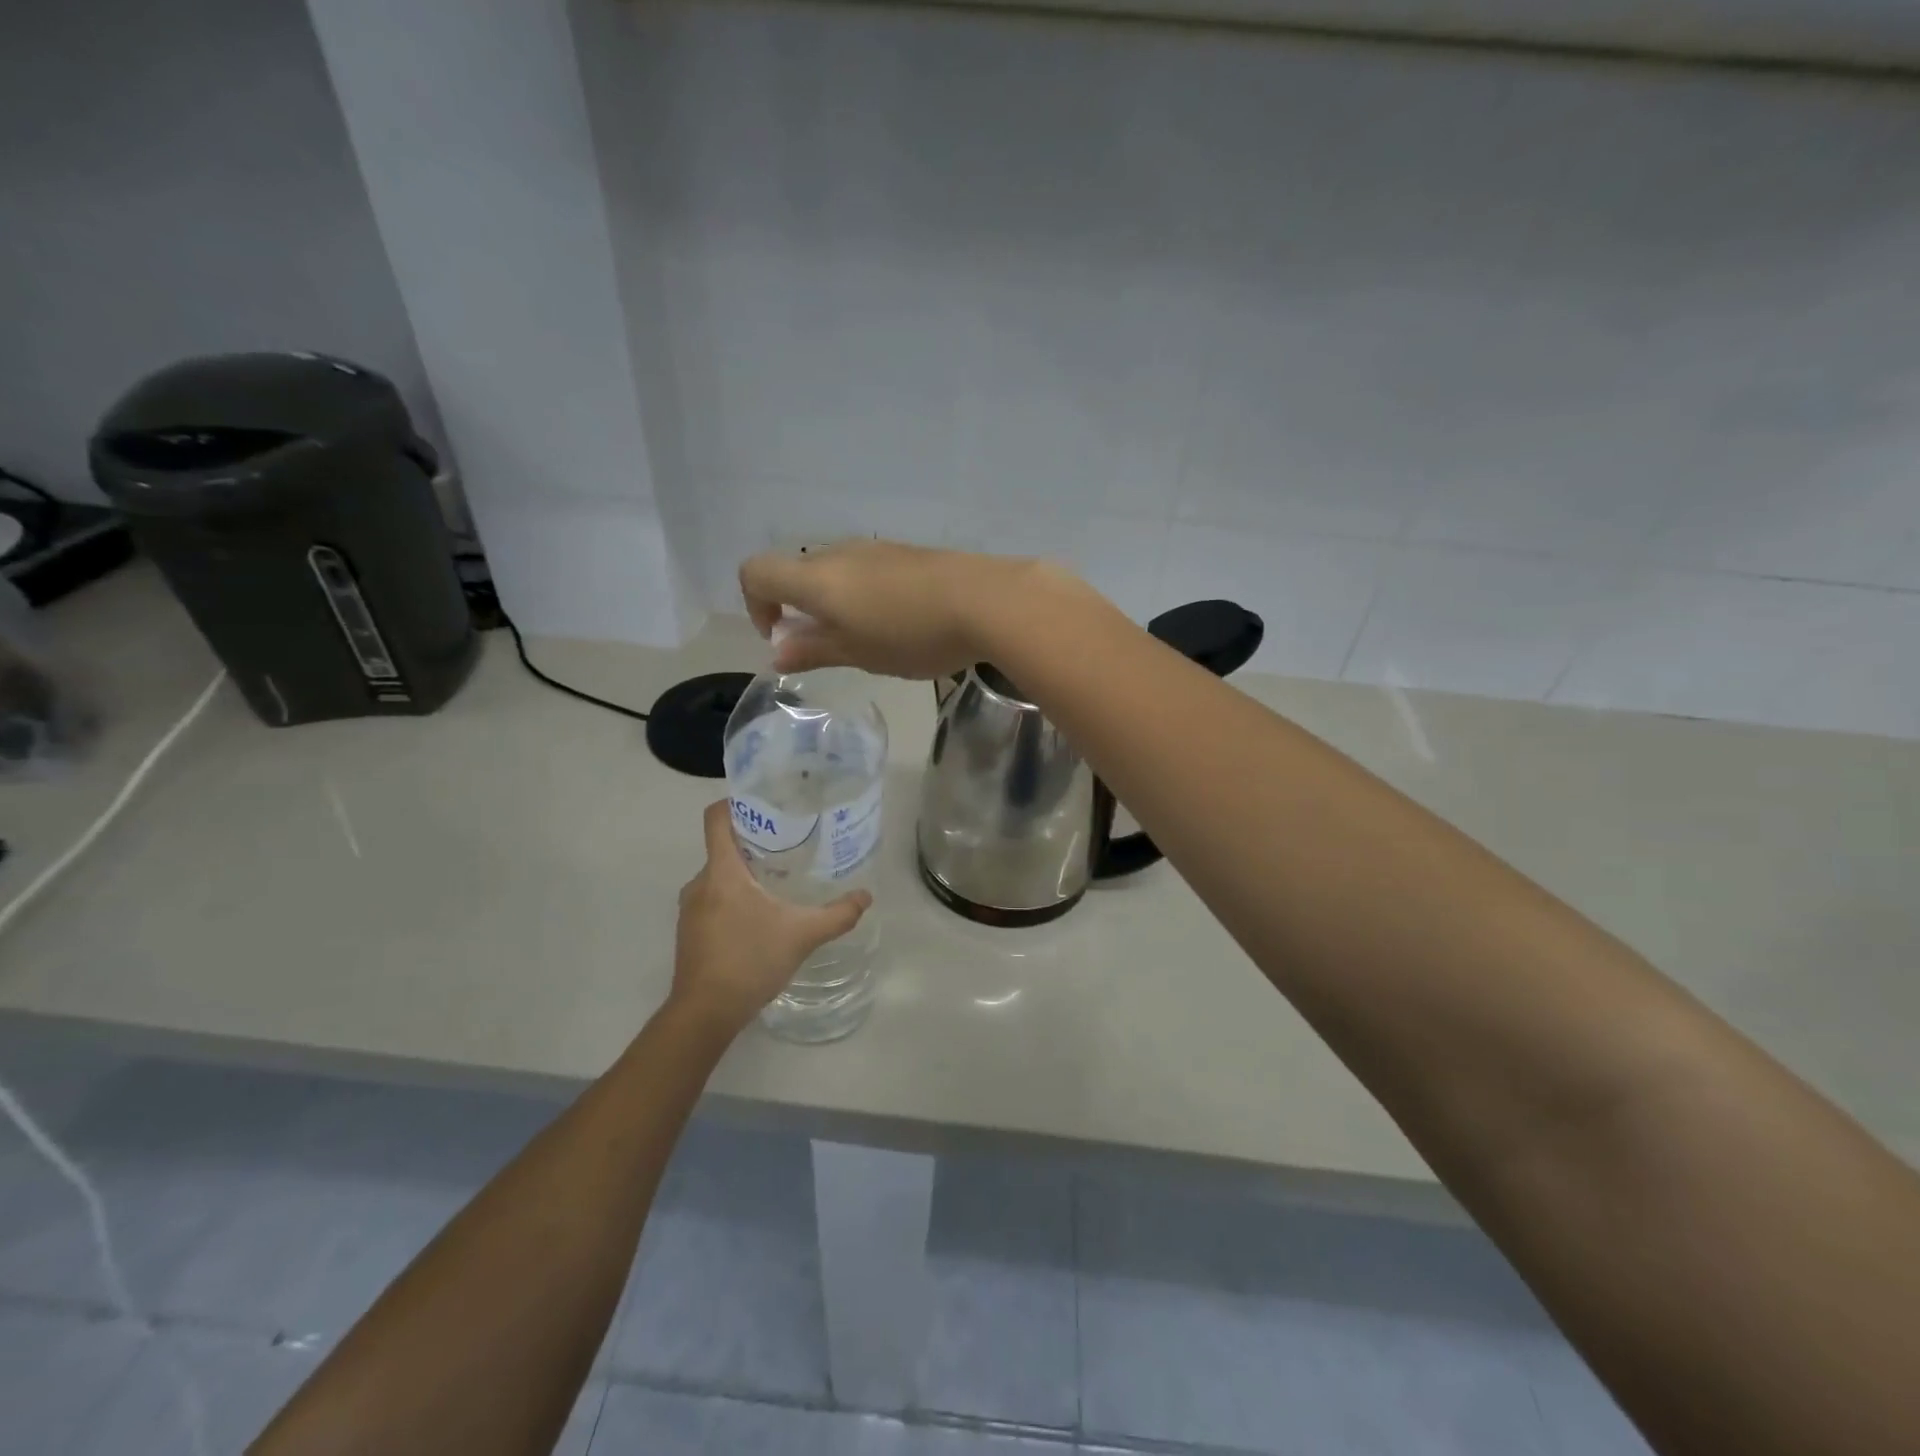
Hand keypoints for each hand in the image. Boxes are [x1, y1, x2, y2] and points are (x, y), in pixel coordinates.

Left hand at [668, 800, 872, 1037]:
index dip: (735, 802)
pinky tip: (761, 914)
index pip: (716, 819)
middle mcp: (700, 883)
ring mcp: (690, 908)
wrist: (704, 1014)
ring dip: (745, 872)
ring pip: (719, 874)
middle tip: (790, 842)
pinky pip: (713, 898)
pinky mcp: (690, 931)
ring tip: (780, 877)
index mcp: (721, 871)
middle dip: (754, 841)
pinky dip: (734, 896)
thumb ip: (837, 914)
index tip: (765, 802)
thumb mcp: (802, 935)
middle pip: (723, 846)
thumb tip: (866, 896)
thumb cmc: (750, 961)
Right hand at [738, 539, 1076, 678]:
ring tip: (871, 641)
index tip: (782, 638)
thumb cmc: (911, 634)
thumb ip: (813, 650)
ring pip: (838, 572)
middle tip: (832, 649)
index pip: (756, 572)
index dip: (756, 605)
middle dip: (801, 610)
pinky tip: (902, 624)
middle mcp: (840, 554)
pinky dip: (867, 596)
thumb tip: (777, 653)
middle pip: (798, 572)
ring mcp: (877, 549)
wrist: (986, 600)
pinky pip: (870, 572)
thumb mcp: (857, 653)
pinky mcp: (909, 554)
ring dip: (837, 604)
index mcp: (817, 577)